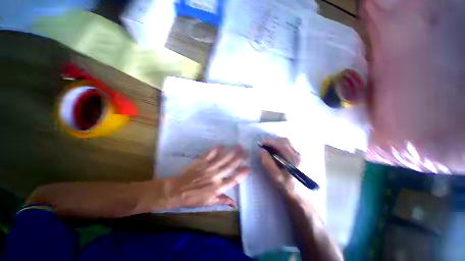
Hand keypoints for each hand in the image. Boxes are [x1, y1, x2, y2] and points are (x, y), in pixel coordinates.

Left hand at [165, 146, 248, 207]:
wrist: (176, 191)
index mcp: (217, 188)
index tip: (248, 168)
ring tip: (238, 146)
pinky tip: (221, 145)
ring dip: (231, 152)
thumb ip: (222, 200)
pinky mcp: (200, 162)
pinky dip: (215, 150)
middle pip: (230, 166)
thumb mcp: (209, 203)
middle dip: (239, 158)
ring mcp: (208, 168)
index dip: (242, 174)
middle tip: (246, 152)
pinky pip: (209, 155)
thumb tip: (235, 204)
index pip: (233, 180)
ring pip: (222, 159)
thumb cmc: (193, 198)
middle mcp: (215, 177)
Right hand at [260, 137, 300, 192]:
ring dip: (277, 142)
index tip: (262, 143)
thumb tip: (262, 151)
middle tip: (265, 145)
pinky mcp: (300, 156)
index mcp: (293, 159)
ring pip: (287, 142)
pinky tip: (277, 151)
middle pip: (285, 140)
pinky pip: (289, 146)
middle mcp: (299, 154)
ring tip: (270, 148)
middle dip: (273, 140)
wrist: (302, 195)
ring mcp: (300, 154)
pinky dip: (281, 145)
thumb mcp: (275, 177)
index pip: (281, 144)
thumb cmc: (288, 186)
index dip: (270, 141)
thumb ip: (268, 163)